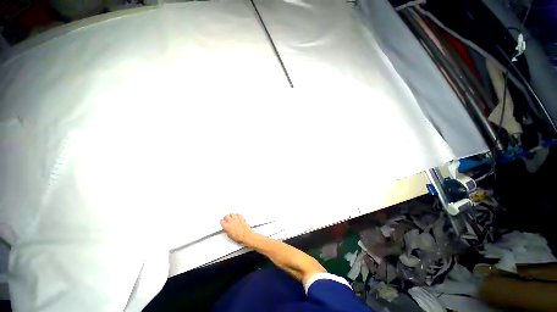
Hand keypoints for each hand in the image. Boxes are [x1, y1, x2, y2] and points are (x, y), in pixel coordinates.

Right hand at [220, 213, 254, 244]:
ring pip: (232, 213)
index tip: (222, 222)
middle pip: (226, 216)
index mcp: (227, 226)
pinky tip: (237, 217)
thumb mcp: (229, 235)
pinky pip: (238, 214)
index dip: (222, 222)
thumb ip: (227, 230)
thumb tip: (226, 229)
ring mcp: (236, 218)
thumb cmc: (239, 237)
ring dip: (231, 215)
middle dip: (226, 217)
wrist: (246, 235)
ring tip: (231, 217)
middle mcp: (231, 221)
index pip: (221, 221)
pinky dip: (237, 215)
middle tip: (226, 219)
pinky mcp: (241, 217)